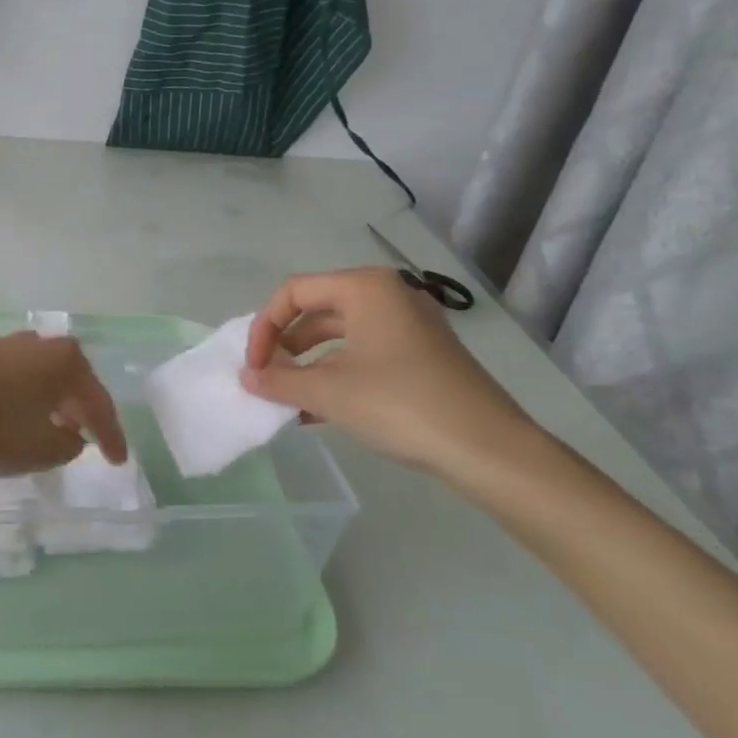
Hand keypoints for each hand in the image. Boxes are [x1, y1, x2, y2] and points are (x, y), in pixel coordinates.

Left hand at [0, 333, 128, 477]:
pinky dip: (20, 396)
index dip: (111, 436)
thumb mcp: (43, 450)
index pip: (98, 403)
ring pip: (38, 375)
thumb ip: (68, 444)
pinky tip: (13, 413)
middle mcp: (39, 345)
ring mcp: (4, 345)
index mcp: (66, 361)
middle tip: (88, 437)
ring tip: (50, 424)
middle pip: (69, 380)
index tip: (117, 462)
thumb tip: (71, 435)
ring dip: (49, 400)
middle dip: (80, 409)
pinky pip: (11, 377)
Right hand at [241, 267, 537, 479]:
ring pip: (341, 335)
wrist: (489, 449)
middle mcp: (388, 294)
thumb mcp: (329, 393)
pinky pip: (365, 353)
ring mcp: (410, 325)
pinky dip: (338, 375)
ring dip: (309, 365)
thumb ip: (280, 382)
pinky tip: (320, 412)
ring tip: (289, 399)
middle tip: (268, 380)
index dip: (265, 328)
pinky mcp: (423, 354)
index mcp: (365, 287)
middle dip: (286, 346)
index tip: (254, 368)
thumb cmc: (400, 404)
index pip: (294, 293)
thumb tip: (247, 378)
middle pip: (317, 310)